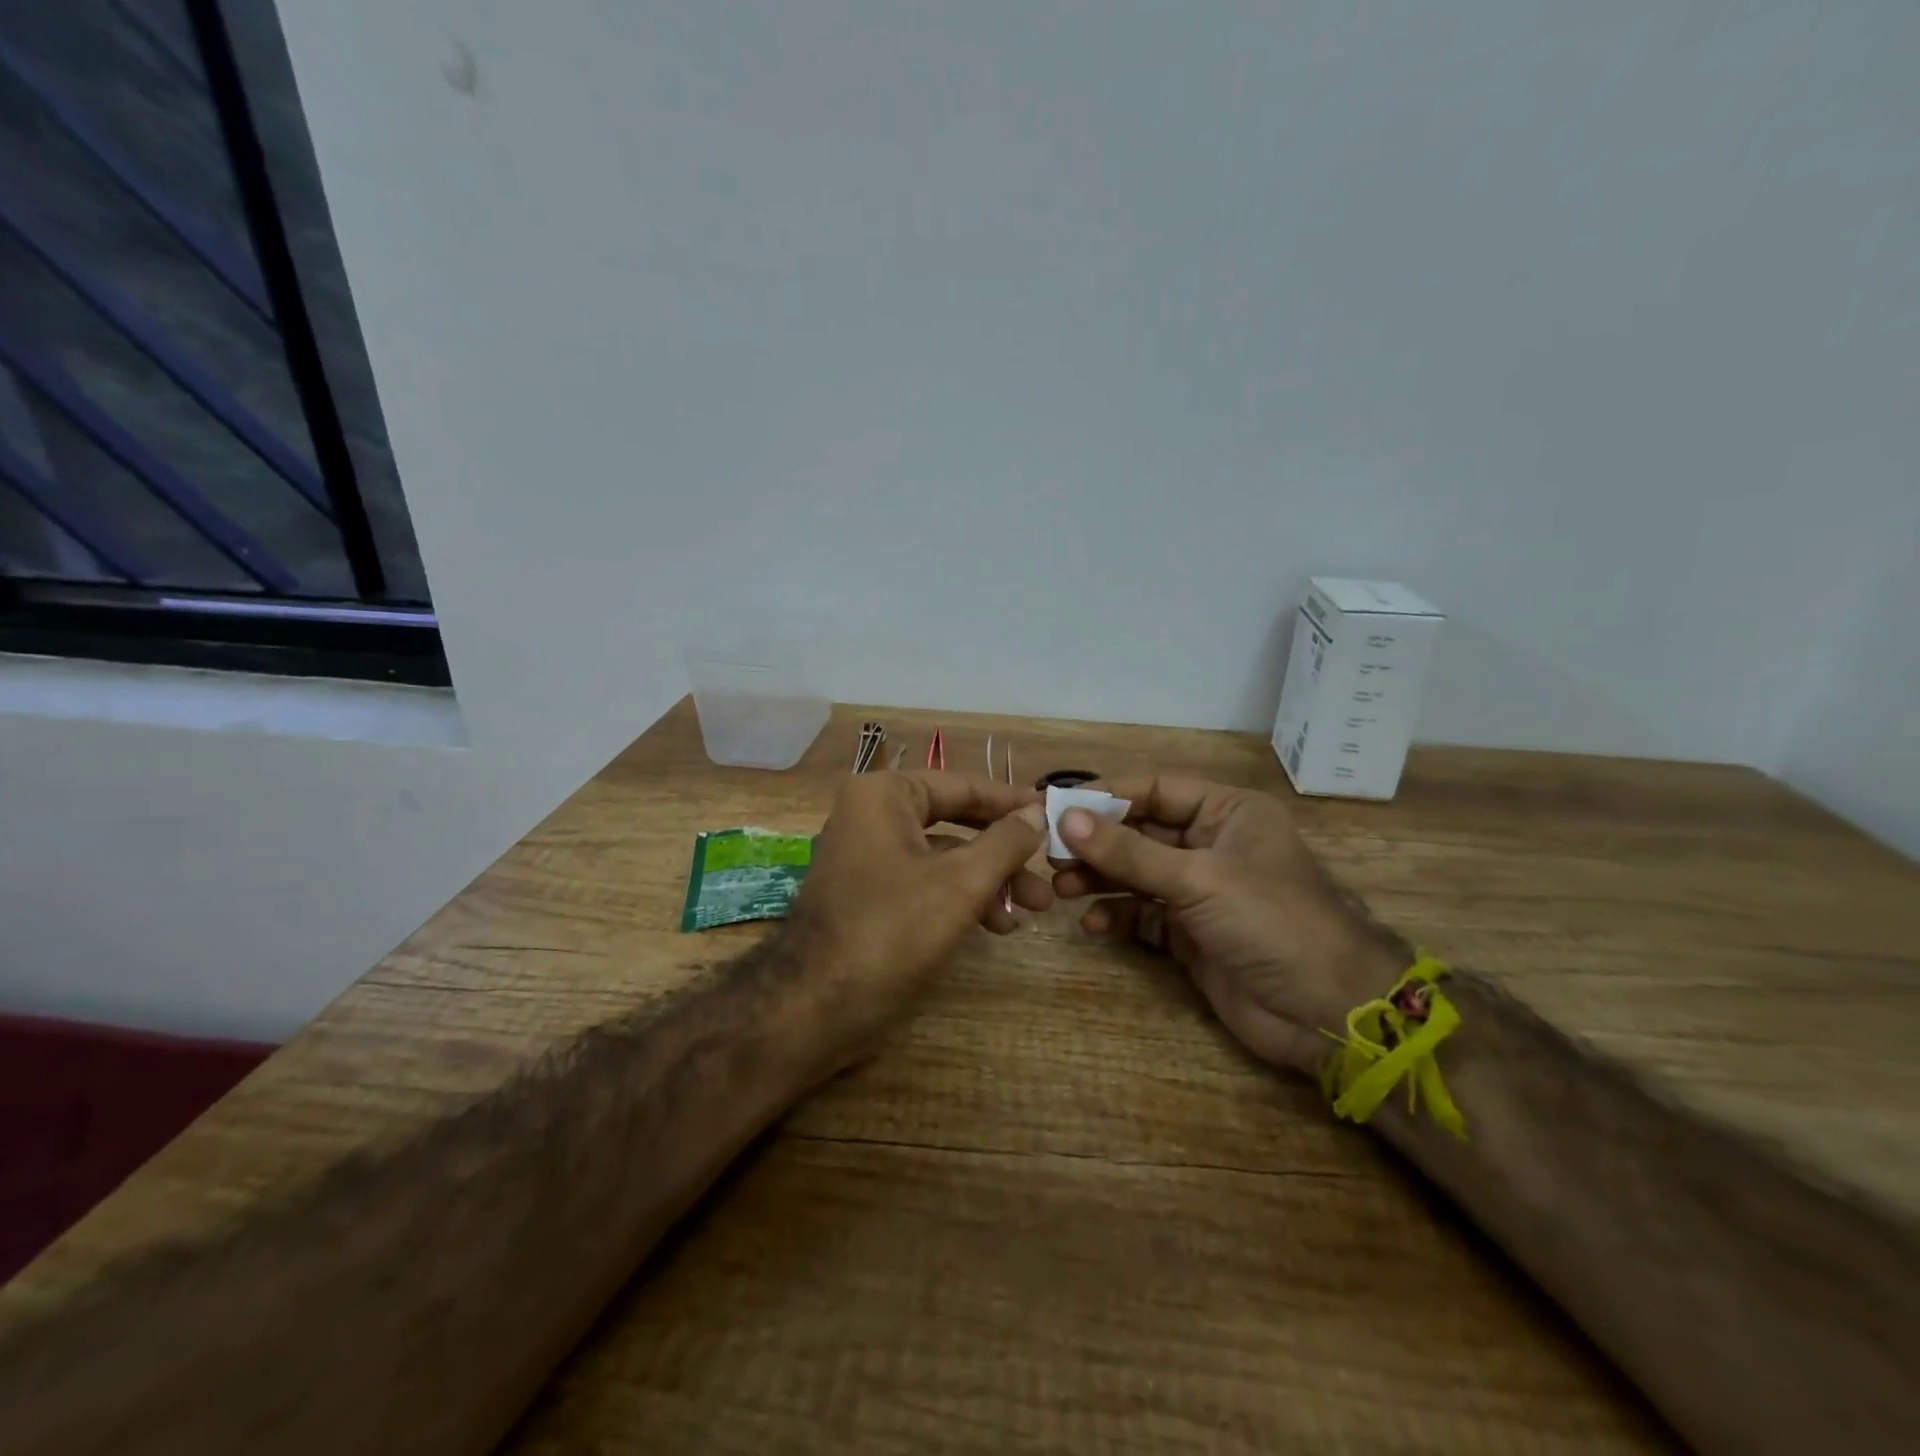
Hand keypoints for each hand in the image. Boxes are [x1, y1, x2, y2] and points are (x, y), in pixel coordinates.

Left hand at [786, 770, 1050, 1065]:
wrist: (815, 1008)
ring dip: (989, 880)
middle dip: (1004, 851)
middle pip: (955, 822)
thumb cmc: (892, 930)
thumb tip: (1036, 811)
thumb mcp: (962, 882)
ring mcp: (867, 857)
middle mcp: (871, 816)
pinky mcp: (870, 896)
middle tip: (1046, 871)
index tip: (1052, 813)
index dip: (1010, 801)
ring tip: (1030, 910)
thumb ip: (1005, 841)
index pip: (961, 785)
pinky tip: (996, 926)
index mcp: (884, 795)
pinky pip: (925, 883)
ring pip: (943, 857)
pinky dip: (961, 898)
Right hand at [1051, 777, 1406, 1075]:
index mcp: (1226, 812)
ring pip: (1136, 874)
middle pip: (1140, 832)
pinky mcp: (1191, 933)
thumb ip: (1129, 851)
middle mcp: (1211, 844)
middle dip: (1096, 843)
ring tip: (1062, 888)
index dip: (1104, 797)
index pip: (1154, 790)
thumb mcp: (1197, 878)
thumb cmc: (1270, 921)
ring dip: (1100, 879)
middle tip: (1049, 853)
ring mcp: (1200, 891)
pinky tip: (1094, 926)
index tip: (1054, 806)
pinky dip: (1118, 917)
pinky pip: (1143, 915)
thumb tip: (1066, 818)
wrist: (1327, 1011)